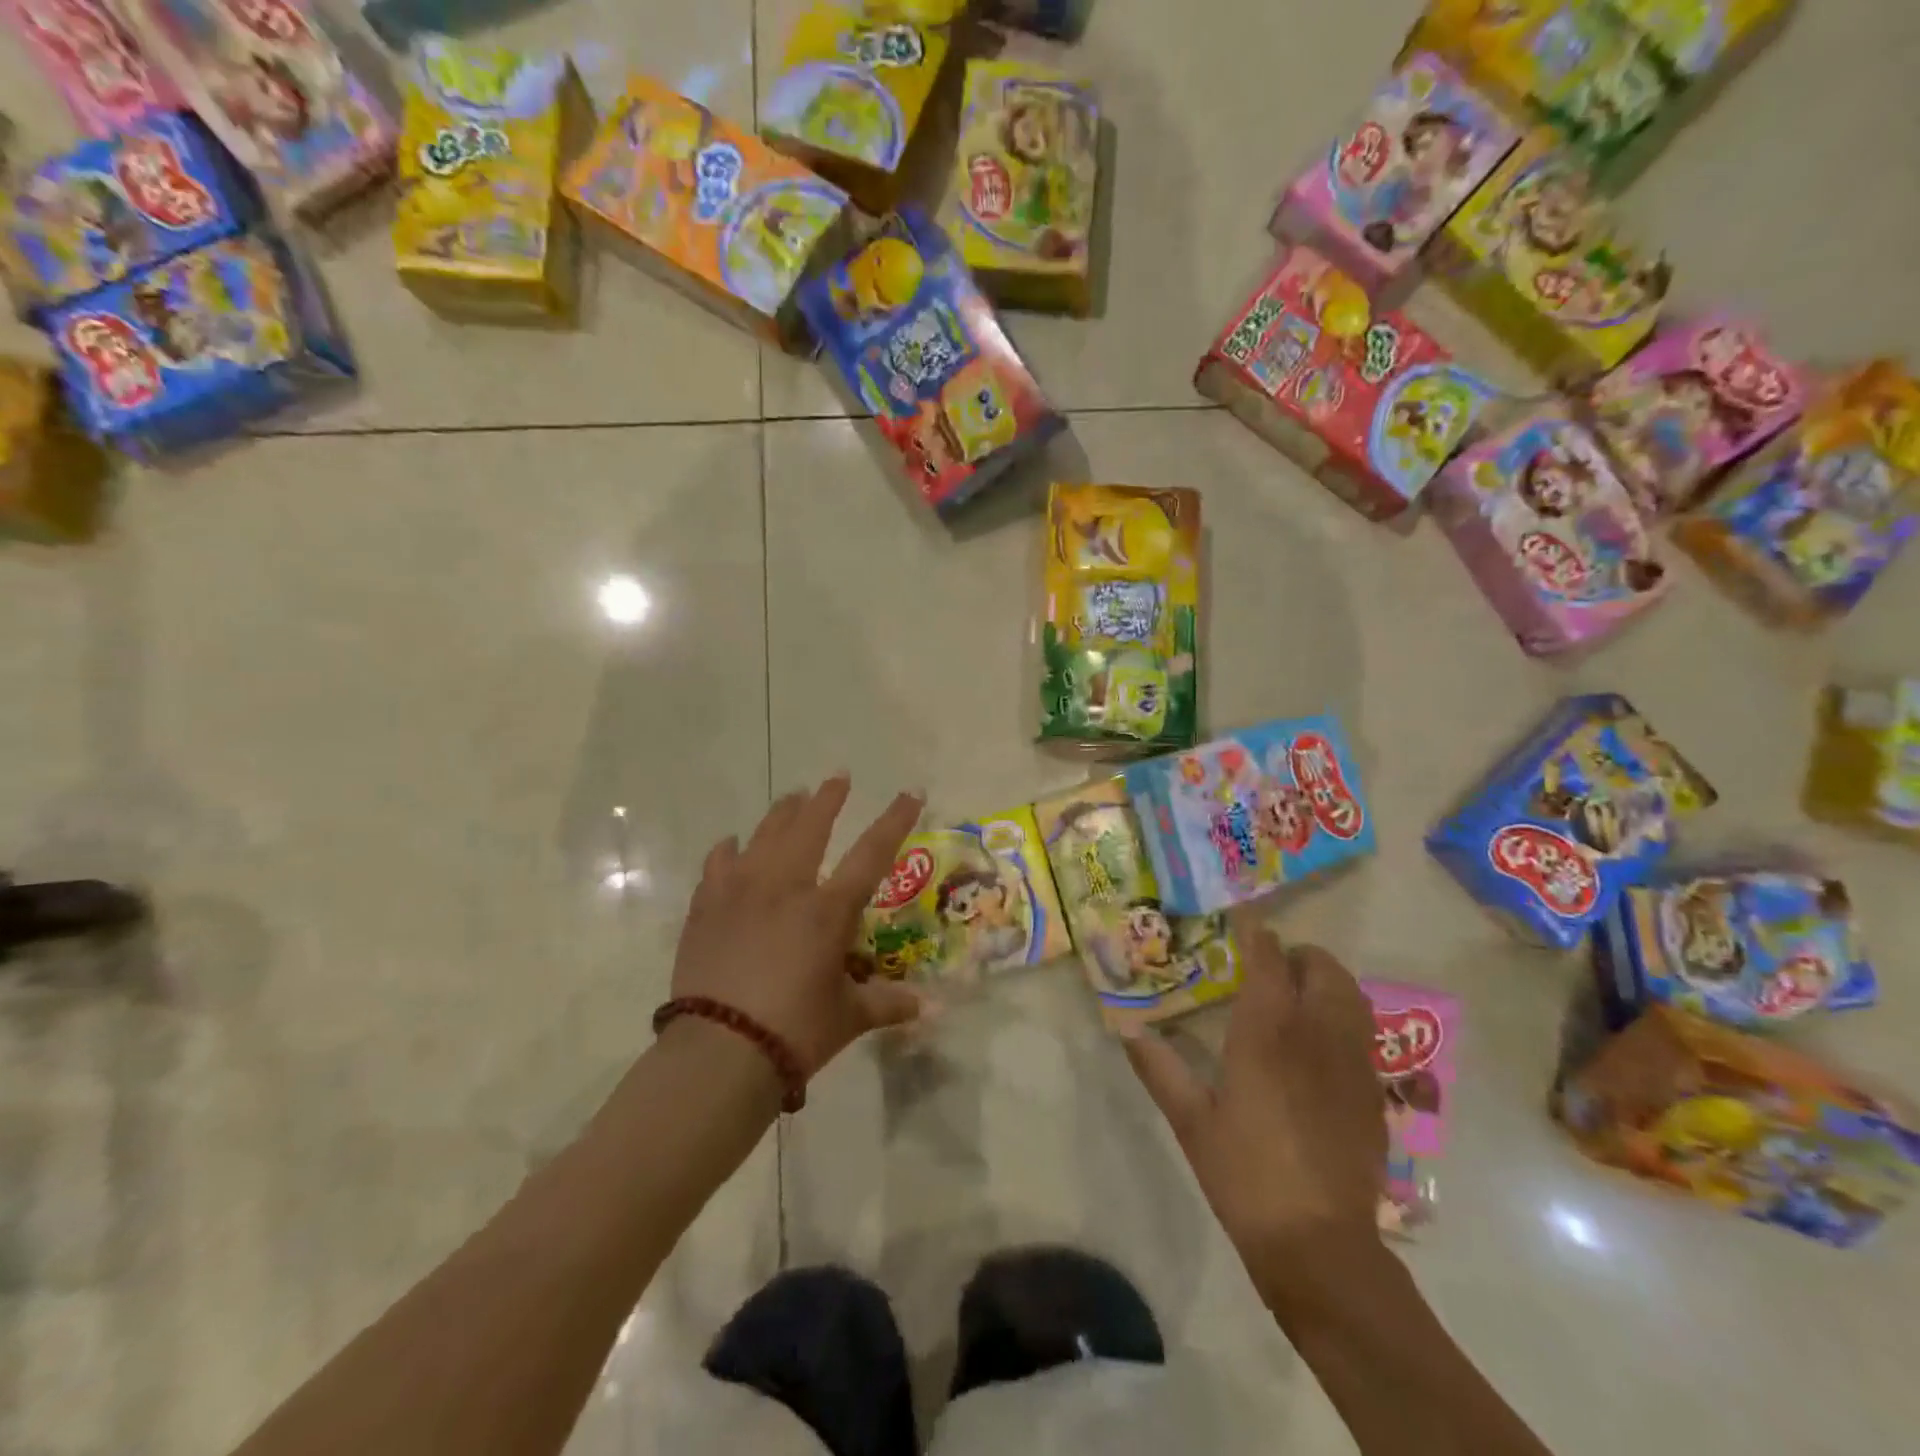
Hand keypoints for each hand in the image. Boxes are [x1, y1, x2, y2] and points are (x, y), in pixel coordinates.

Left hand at [672, 775, 925, 1081]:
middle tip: (837, 778)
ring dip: (783, 812)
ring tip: (793, 797)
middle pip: (810, 826)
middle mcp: (786, 887)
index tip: (909, 792)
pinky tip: (732, 845)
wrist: (719, 1051)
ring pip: (764, 835)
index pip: (871, 853)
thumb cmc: (794, 1031)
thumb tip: (929, 1010)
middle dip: (828, 799)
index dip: (894, 820)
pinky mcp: (707, 906)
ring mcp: (741, 891)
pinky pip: (719, 864)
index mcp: (828, 909)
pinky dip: (729, 850)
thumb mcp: (848, 1018)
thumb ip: (887, 1005)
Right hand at [1123, 912, 1385, 1290]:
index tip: (1241, 918)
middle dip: (1297, 955)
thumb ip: (1157, 1066)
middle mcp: (1316, 1033)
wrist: (1319, 1243)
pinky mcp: (1372, 1090)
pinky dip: (1343, 1016)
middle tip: (1269, 965)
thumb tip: (1124, 1027)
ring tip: (1298, 996)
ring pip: (1351, 994)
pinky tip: (1320, 1045)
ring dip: (1326, 981)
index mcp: (1267, 1031)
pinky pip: (1363, 1031)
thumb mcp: (1190, 1119)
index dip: (1255, 932)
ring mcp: (1352, 1061)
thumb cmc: (1244, 1173)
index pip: (1267, 958)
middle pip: (1322, 966)